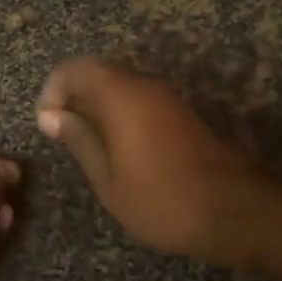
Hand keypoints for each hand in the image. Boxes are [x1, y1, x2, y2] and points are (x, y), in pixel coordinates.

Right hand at [35, 58, 262, 265]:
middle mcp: (144, 85)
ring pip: (119, 87)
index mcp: (121, 95)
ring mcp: (166, 97)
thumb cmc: (162, 199)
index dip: (53, 89)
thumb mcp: (108, 179)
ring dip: (97, 107)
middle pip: (98, 73)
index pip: (75, 69)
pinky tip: (118, 150)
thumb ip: (79, 140)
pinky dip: (119, 115)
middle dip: (74, 98)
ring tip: (87, 146)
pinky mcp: (180, 113)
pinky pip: (138, 100)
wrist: (234, 211)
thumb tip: (50, 116)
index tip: (47, 123)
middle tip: (63, 135)